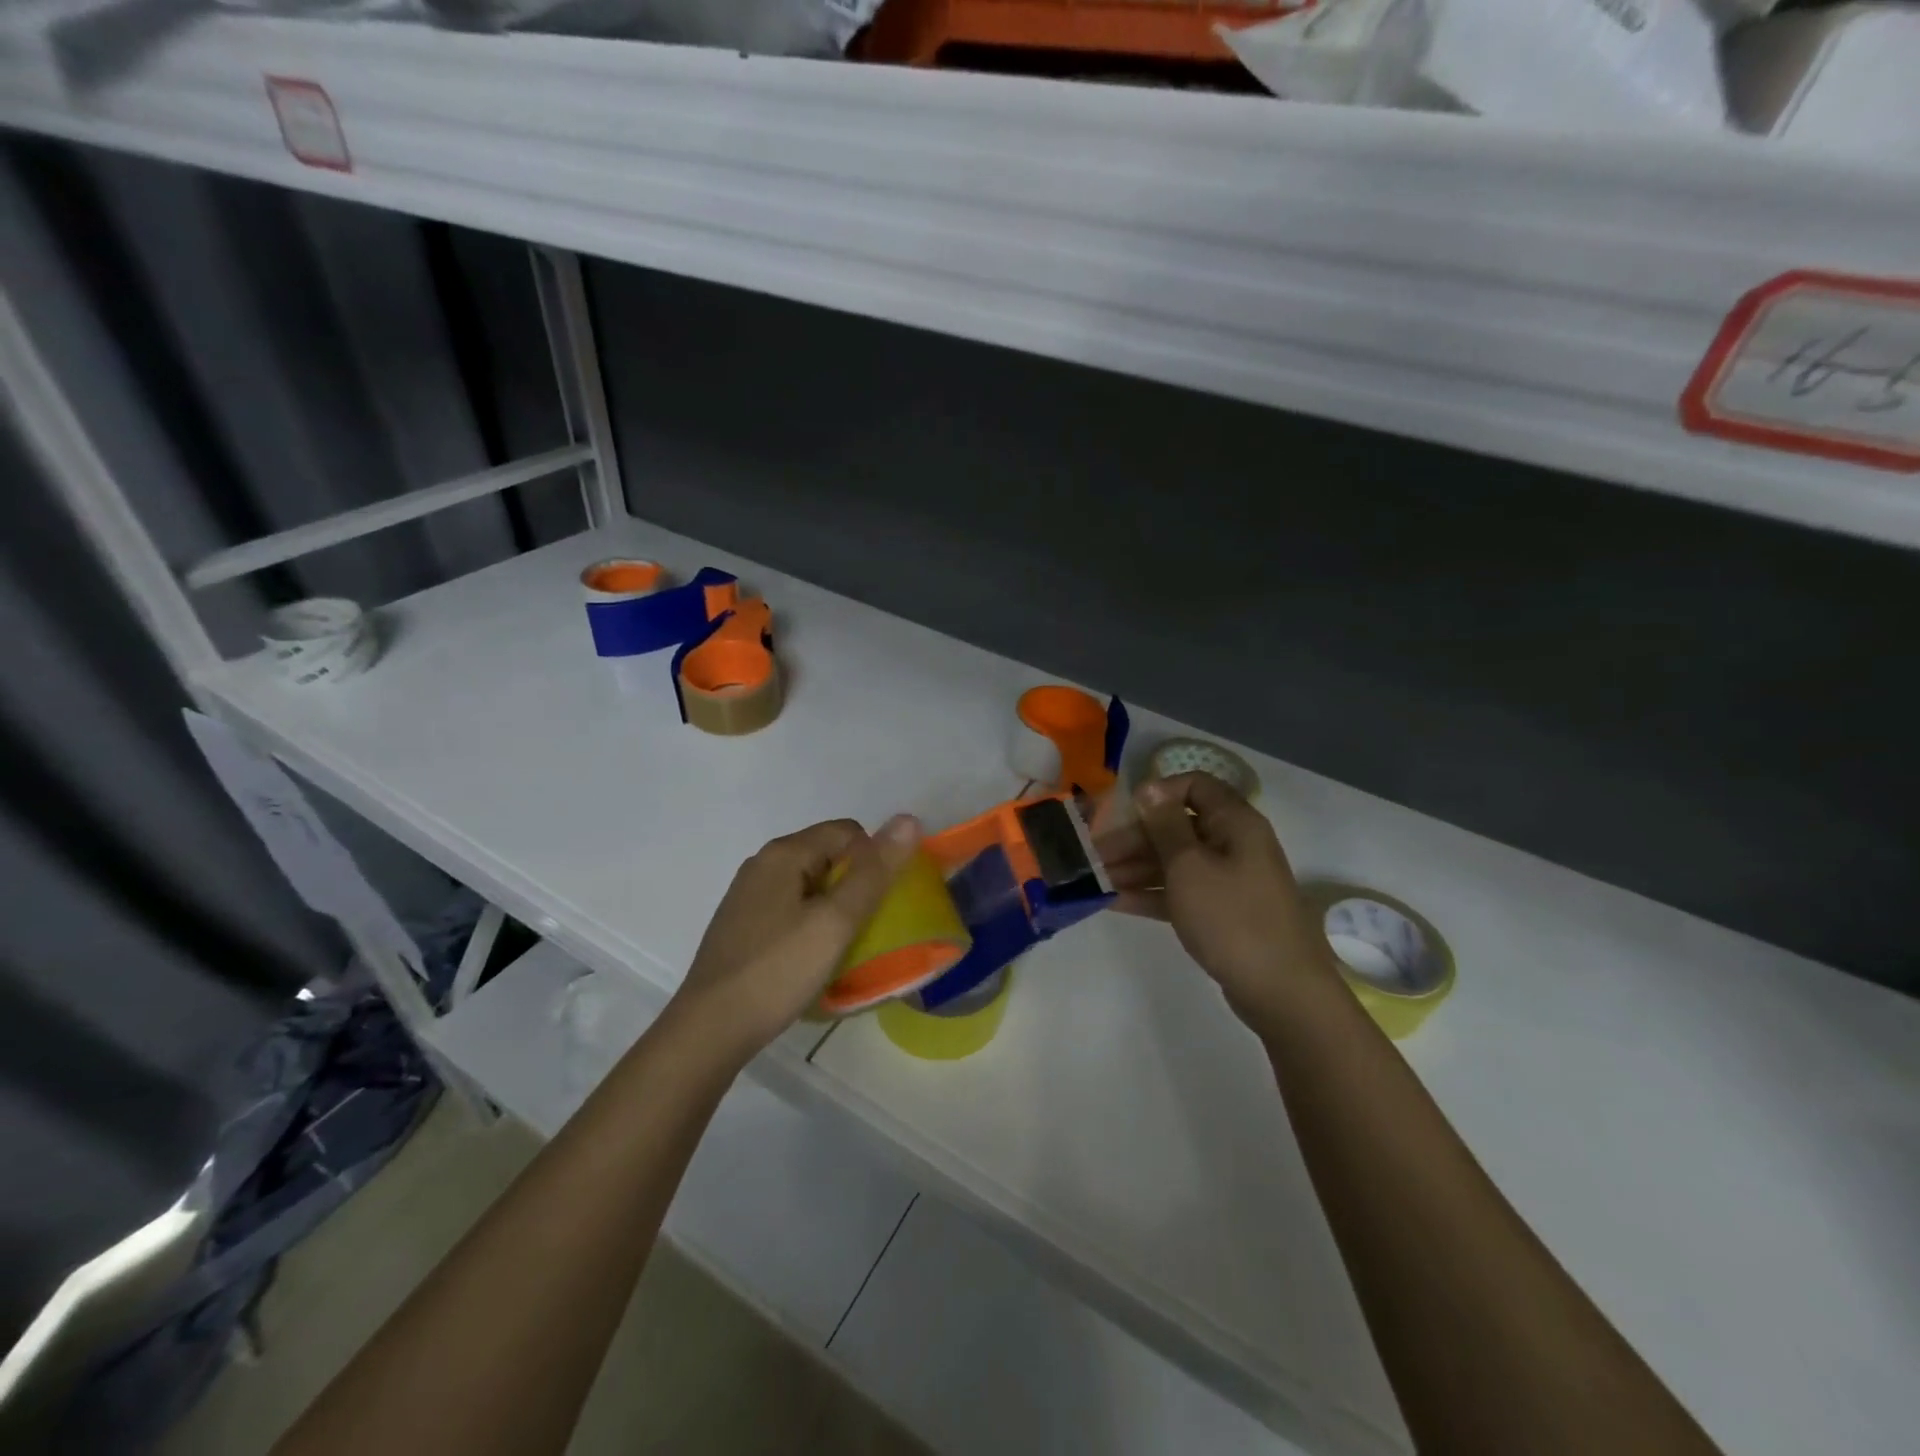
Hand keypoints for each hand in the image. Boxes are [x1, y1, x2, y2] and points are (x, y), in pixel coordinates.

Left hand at [668, 815, 922, 1068]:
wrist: (709, 1031)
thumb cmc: (777, 971)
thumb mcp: (836, 921)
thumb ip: (874, 872)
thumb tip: (908, 819)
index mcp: (783, 853)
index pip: (848, 832)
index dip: (874, 860)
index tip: (882, 903)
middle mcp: (762, 865)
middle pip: (828, 856)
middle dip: (855, 885)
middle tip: (868, 928)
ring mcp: (748, 897)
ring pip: (810, 886)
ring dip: (834, 908)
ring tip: (845, 946)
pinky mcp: (742, 926)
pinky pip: (791, 910)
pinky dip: (811, 925)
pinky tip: (812, 959)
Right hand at [1114, 772, 1335, 1027]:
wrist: (1280, 991)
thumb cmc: (1231, 918)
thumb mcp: (1189, 866)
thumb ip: (1163, 825)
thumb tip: (1149, 786)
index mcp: (1234, 823)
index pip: (1195, 786)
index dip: (1158, 793)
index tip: (1124, 812)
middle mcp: (1233, 844)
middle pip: (1178, 827)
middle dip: (1134, 839)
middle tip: (1093, 855)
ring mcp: (1228, 880)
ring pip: (1175, 861)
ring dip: (1136, 867)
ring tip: (1096, 879)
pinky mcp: (1221, 912)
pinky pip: (1181, 891)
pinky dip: (1151, 894)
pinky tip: (1114, 901)